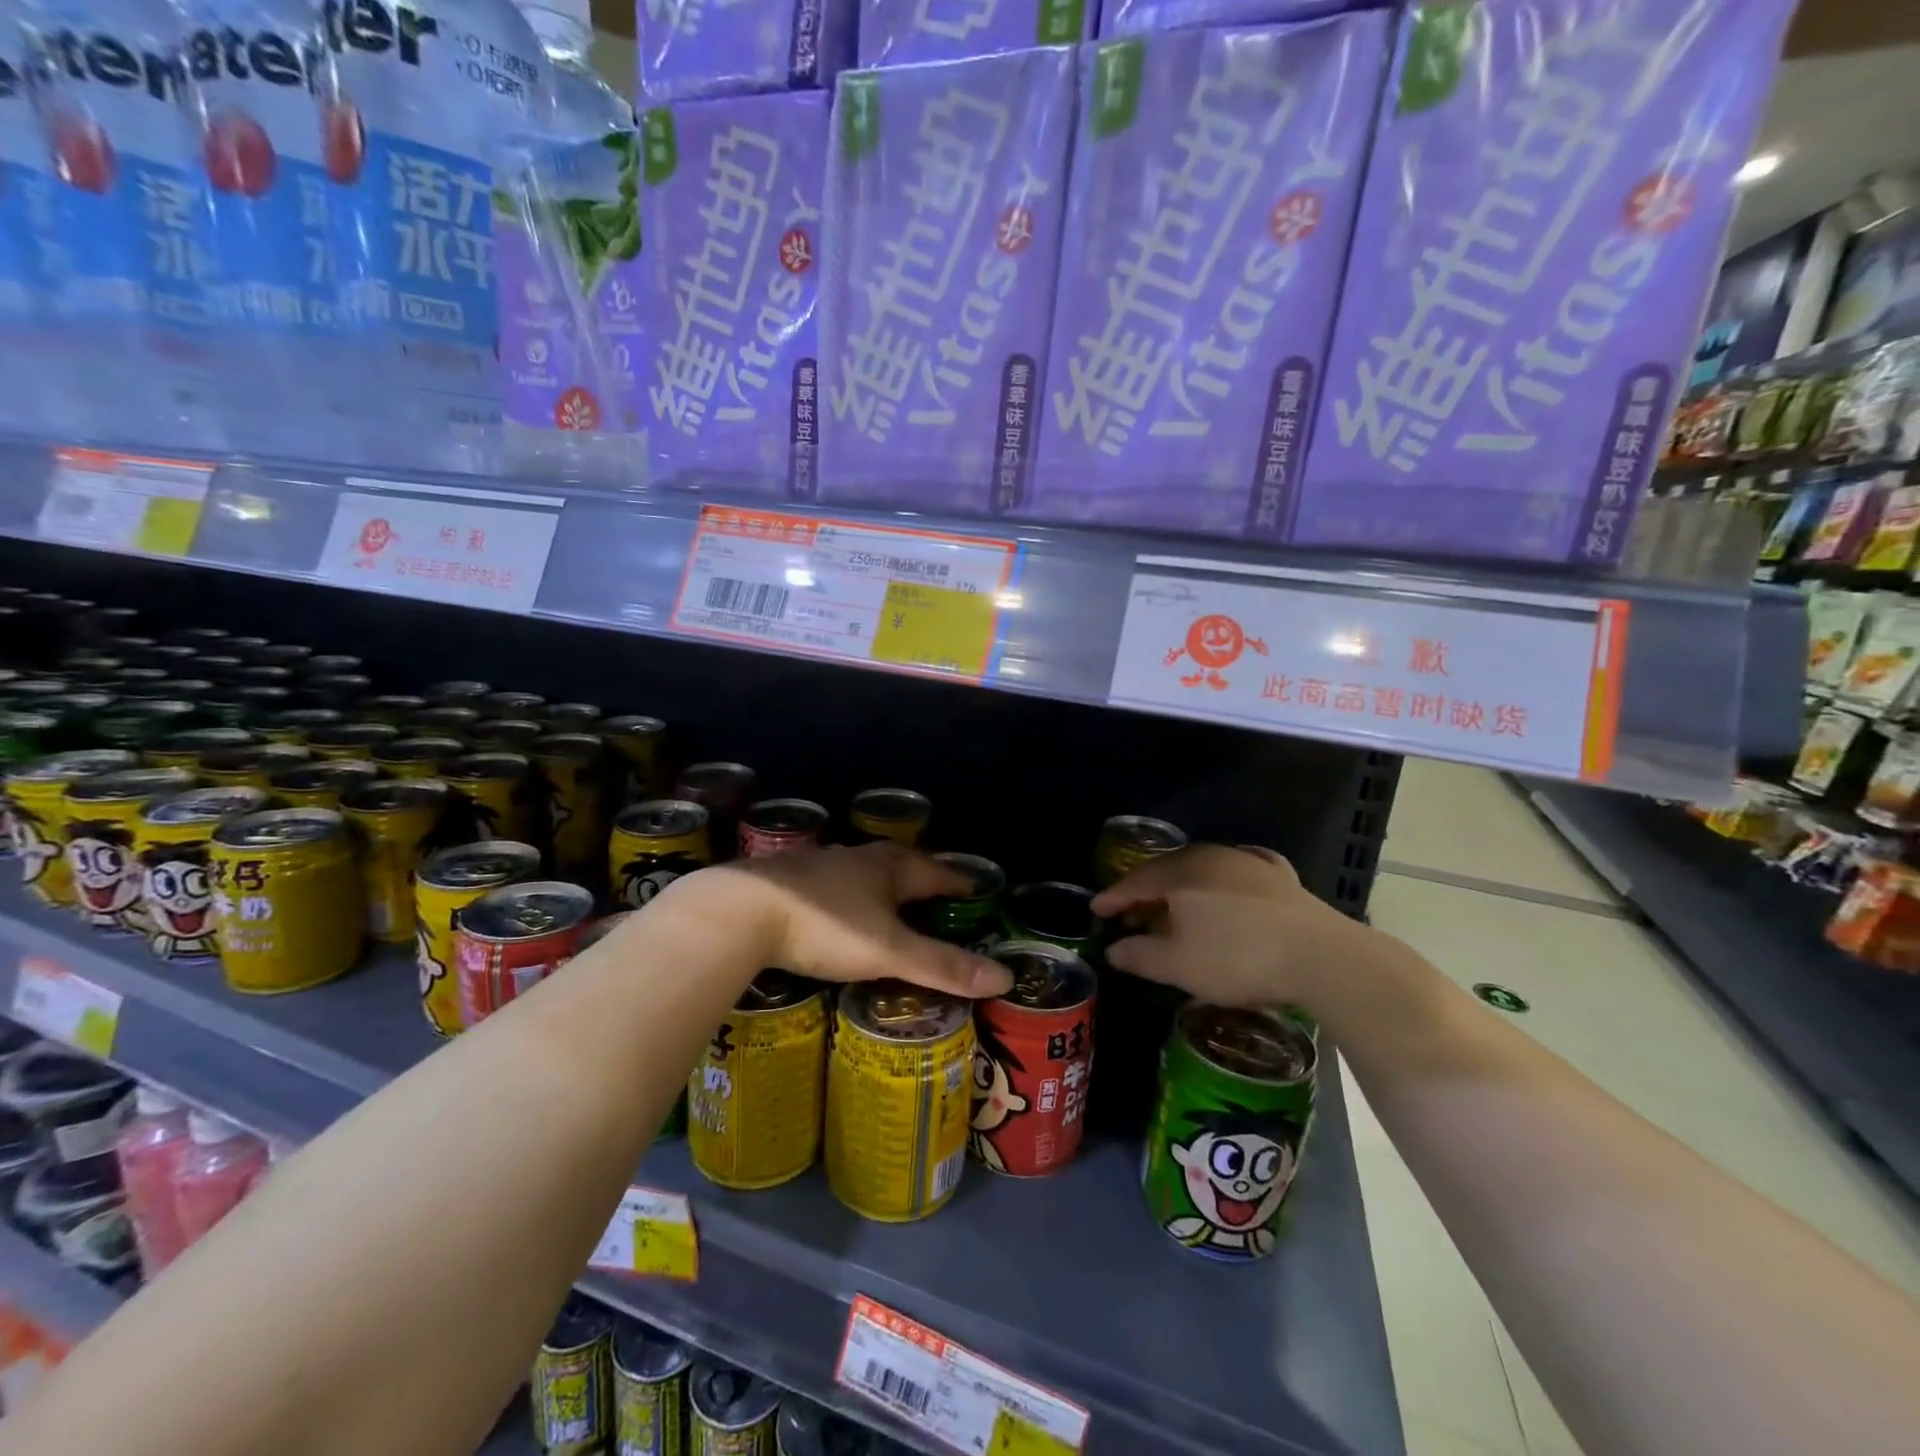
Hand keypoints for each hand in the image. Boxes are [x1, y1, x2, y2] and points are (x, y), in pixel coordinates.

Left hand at [685, 843, 1012, 998]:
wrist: (739, 911)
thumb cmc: (825, 925)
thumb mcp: (889, 951)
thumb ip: (942, 966)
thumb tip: (1005, 978)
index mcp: (886, 868)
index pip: (934, 870)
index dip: (956, 880)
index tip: (975, 887)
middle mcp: (855, 859)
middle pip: (897, 863)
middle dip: (918, 877)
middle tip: (935, 894)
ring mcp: (816, 866)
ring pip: (859, 871)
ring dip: (879, 884)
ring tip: (889, 902)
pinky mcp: (785, 882)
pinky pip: (828, 885)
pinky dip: (844, 896)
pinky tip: (835, 911)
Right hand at [1089, 844, 1363, 1009]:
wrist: (1322, 957)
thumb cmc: (1237, 958)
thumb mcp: (1178, 966)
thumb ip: (1139, 956)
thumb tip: (1112, 950)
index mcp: (1180, 874)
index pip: (1135, 882)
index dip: (1113, 898)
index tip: (1096, 911)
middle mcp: (1209, 857)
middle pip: (1167, 871)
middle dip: (1146, 892)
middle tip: (1132, 915)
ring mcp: (1247, 862)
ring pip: (1202, 869)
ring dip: (1183, 887)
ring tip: (1175, 908)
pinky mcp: (1279, 875)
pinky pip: (1239, 870)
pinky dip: (1224, 879)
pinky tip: (1229, 884)